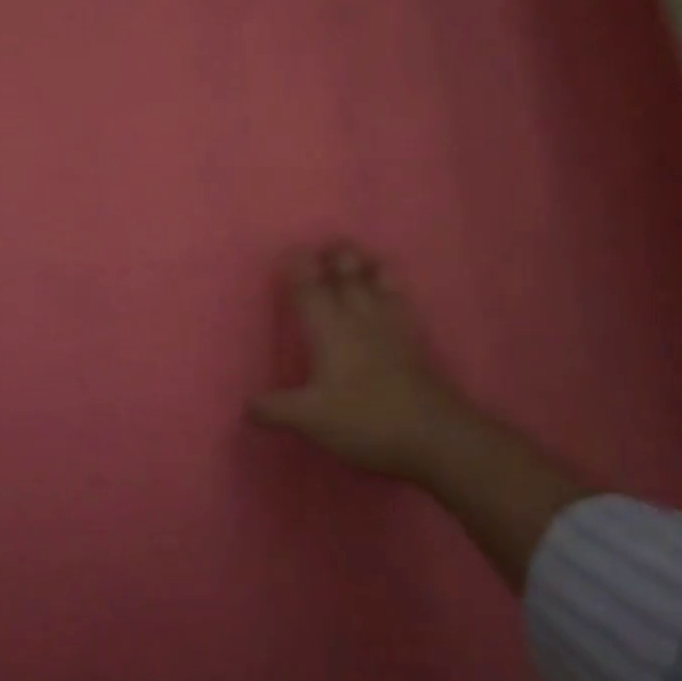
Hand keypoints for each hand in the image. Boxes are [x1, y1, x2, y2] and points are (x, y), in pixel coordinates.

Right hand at [249, 242, 482, 480]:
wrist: (435, 435)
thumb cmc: (365, 420)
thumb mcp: (309, 420)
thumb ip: (274, 409)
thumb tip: (246, 405)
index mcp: (329, 329)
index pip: (310, 289)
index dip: (300, 268)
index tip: (293, 251)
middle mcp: (359, 317)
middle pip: (347, 274)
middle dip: (335, 256)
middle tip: (325, 245)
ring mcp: (391, 326)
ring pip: (377, 280)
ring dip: (365, 263)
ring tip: (358, 255)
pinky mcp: (414, 340)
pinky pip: (400, 299)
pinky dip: (391, 285)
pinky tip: (391, 289)